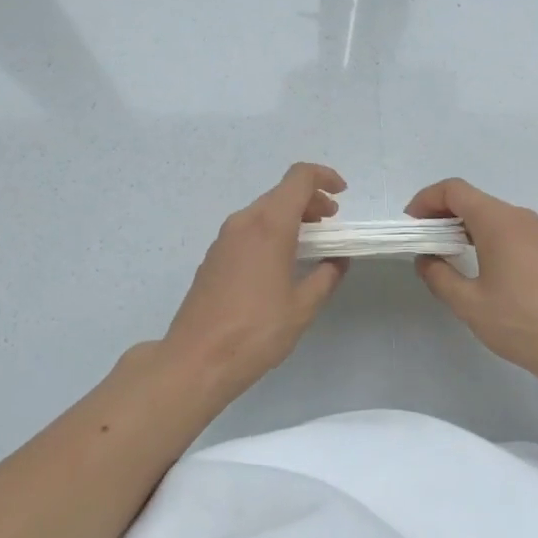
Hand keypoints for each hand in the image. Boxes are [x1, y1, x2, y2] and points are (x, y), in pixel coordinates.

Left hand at [164, 163, 349, 398]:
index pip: (299, 178)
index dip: (324, 177)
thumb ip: (326, 276)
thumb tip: (337, 260)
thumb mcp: (303, 307)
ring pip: (263, 210)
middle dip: (311, 200)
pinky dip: (271, 231)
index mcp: (269, 225)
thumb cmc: (256, 331)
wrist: (196, 360)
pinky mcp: (213, 256)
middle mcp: (244, 222)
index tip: (342, 193)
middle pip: (281, 192)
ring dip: (290, 217)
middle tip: (332, 224)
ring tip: (310, 243)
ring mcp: (224, 238)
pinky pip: (248, 229)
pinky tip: (281, 262)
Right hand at [405, 178, 537, 388]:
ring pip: (489, 214)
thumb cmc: (522, 322)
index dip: (426, 200)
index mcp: (498, 221)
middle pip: (471, 199)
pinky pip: (505, 229)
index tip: (411, 226)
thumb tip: (426, 260)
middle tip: (421, 241)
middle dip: (441, 214)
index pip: (453, 190)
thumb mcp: (469, 303)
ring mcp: (535, 231)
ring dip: (461, 226)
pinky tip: (474, 264)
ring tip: (442, 254)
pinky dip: (482, 236)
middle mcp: (518, 217)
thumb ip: (439, 276)